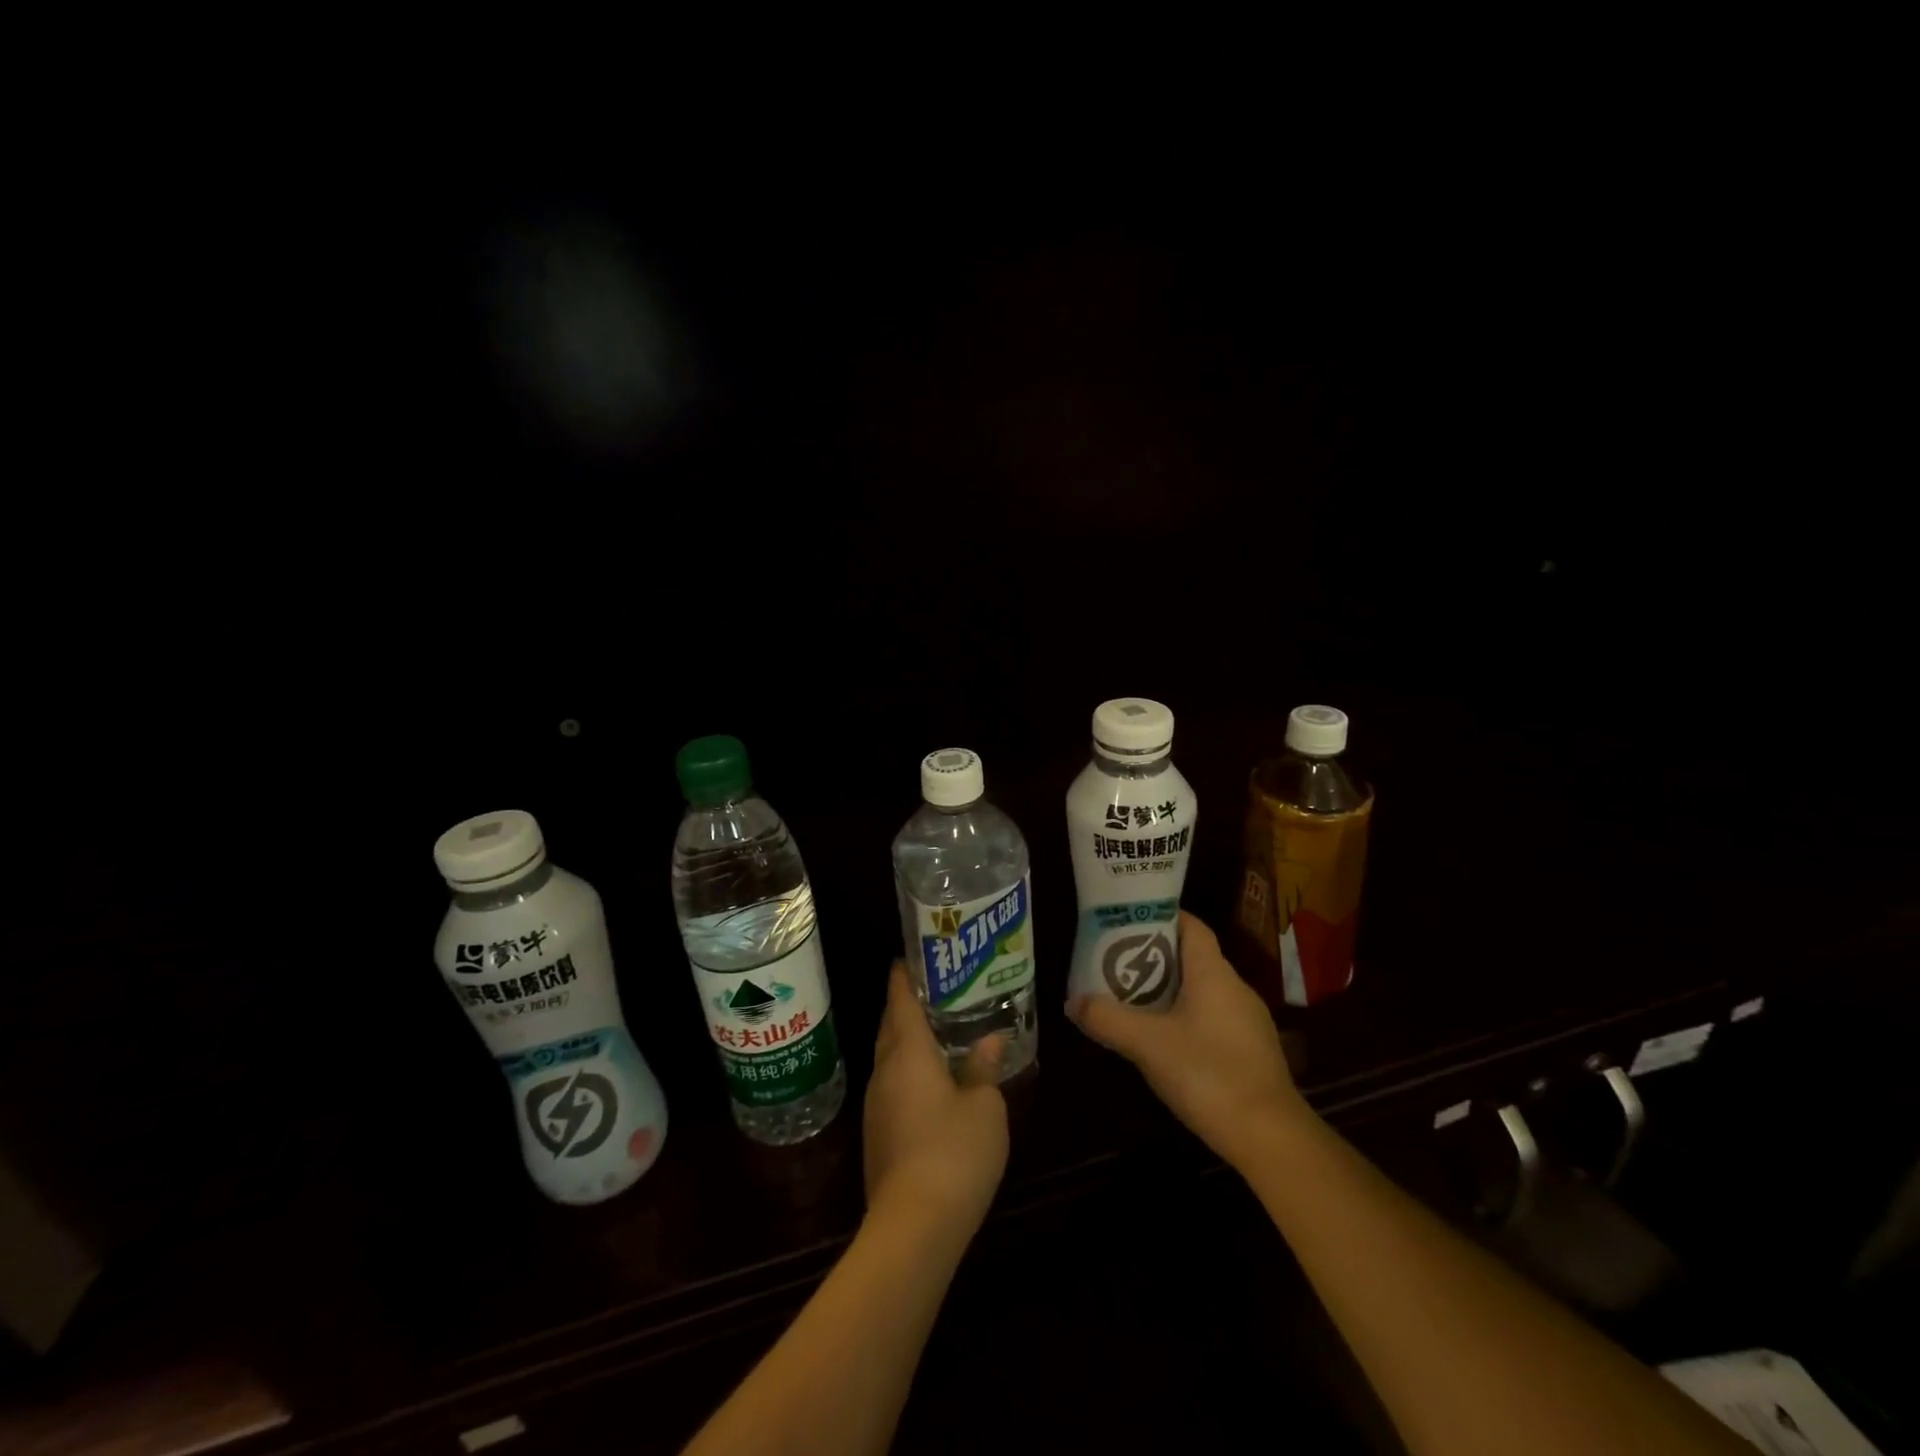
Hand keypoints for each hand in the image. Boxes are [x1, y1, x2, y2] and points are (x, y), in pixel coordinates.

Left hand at [863, 963, 1009, 1237]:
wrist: (913, 1227)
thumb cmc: (954, 1153)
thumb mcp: (984, 1107)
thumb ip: (983, 1069)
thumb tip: (989, 1040)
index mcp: (908, 1053)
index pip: (900, 1001)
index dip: (903, 976)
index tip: (909, 957)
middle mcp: (885, 1071)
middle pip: (890, 1027)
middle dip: (905, 1006)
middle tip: (933, 990)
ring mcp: (876, 1105)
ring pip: (889, 1058)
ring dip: (906, 1040)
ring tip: (936, 1030)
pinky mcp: (878, 1135)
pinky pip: (891, 1085)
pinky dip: (907, 1070)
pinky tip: (930, 1080)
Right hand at [1068, 911, 1303, 1166]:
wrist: (1271, 1138)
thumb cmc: (1209, 1074)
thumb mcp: (1148, 1045)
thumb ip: (1108, 1019)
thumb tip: (1073, 1002)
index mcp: (1214, 973)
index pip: (1191, 926)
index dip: (1161, 917)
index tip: (1127, 920)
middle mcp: (1235, 987)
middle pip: (1192, 957)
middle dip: (1154, 956)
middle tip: (1116, 962)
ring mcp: (1247, 1020)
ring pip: (1201, 990)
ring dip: (1168, 990)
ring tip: (1131, 999)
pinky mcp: (1250, 1050)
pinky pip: (1211, 1017)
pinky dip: (1185, 1017)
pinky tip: (1162, 1040)